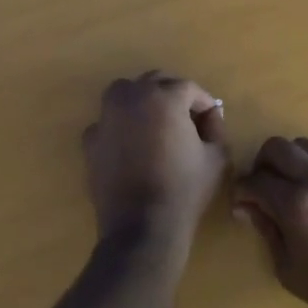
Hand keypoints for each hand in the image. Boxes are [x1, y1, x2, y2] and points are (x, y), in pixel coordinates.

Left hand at [82, 72, 229, 251]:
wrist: (142, 226)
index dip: (204, 104)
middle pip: (156, 82)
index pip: (189, 88)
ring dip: (142, 100)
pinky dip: (120, 126)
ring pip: (125, 93)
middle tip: (188, 120)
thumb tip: (208, 118)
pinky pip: (108, 121)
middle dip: (174, 96)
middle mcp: (131, 97)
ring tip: (156, 124)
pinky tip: (132, 146)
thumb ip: (215, 129)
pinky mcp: (91, 139)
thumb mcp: (217, 158)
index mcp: (164, 97)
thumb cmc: (184, 189)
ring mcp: (106, 116)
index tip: (212, 123)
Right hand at [233, 137, 307, 307]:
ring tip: (297, 185)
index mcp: (297, 205)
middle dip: (263, 164)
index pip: (255, 180)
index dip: (242, 190)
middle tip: (266, 186)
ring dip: (293, 161)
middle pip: (278, 147)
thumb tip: (249, 207)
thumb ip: (268, 231)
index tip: (243, 202)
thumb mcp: (291, 271)